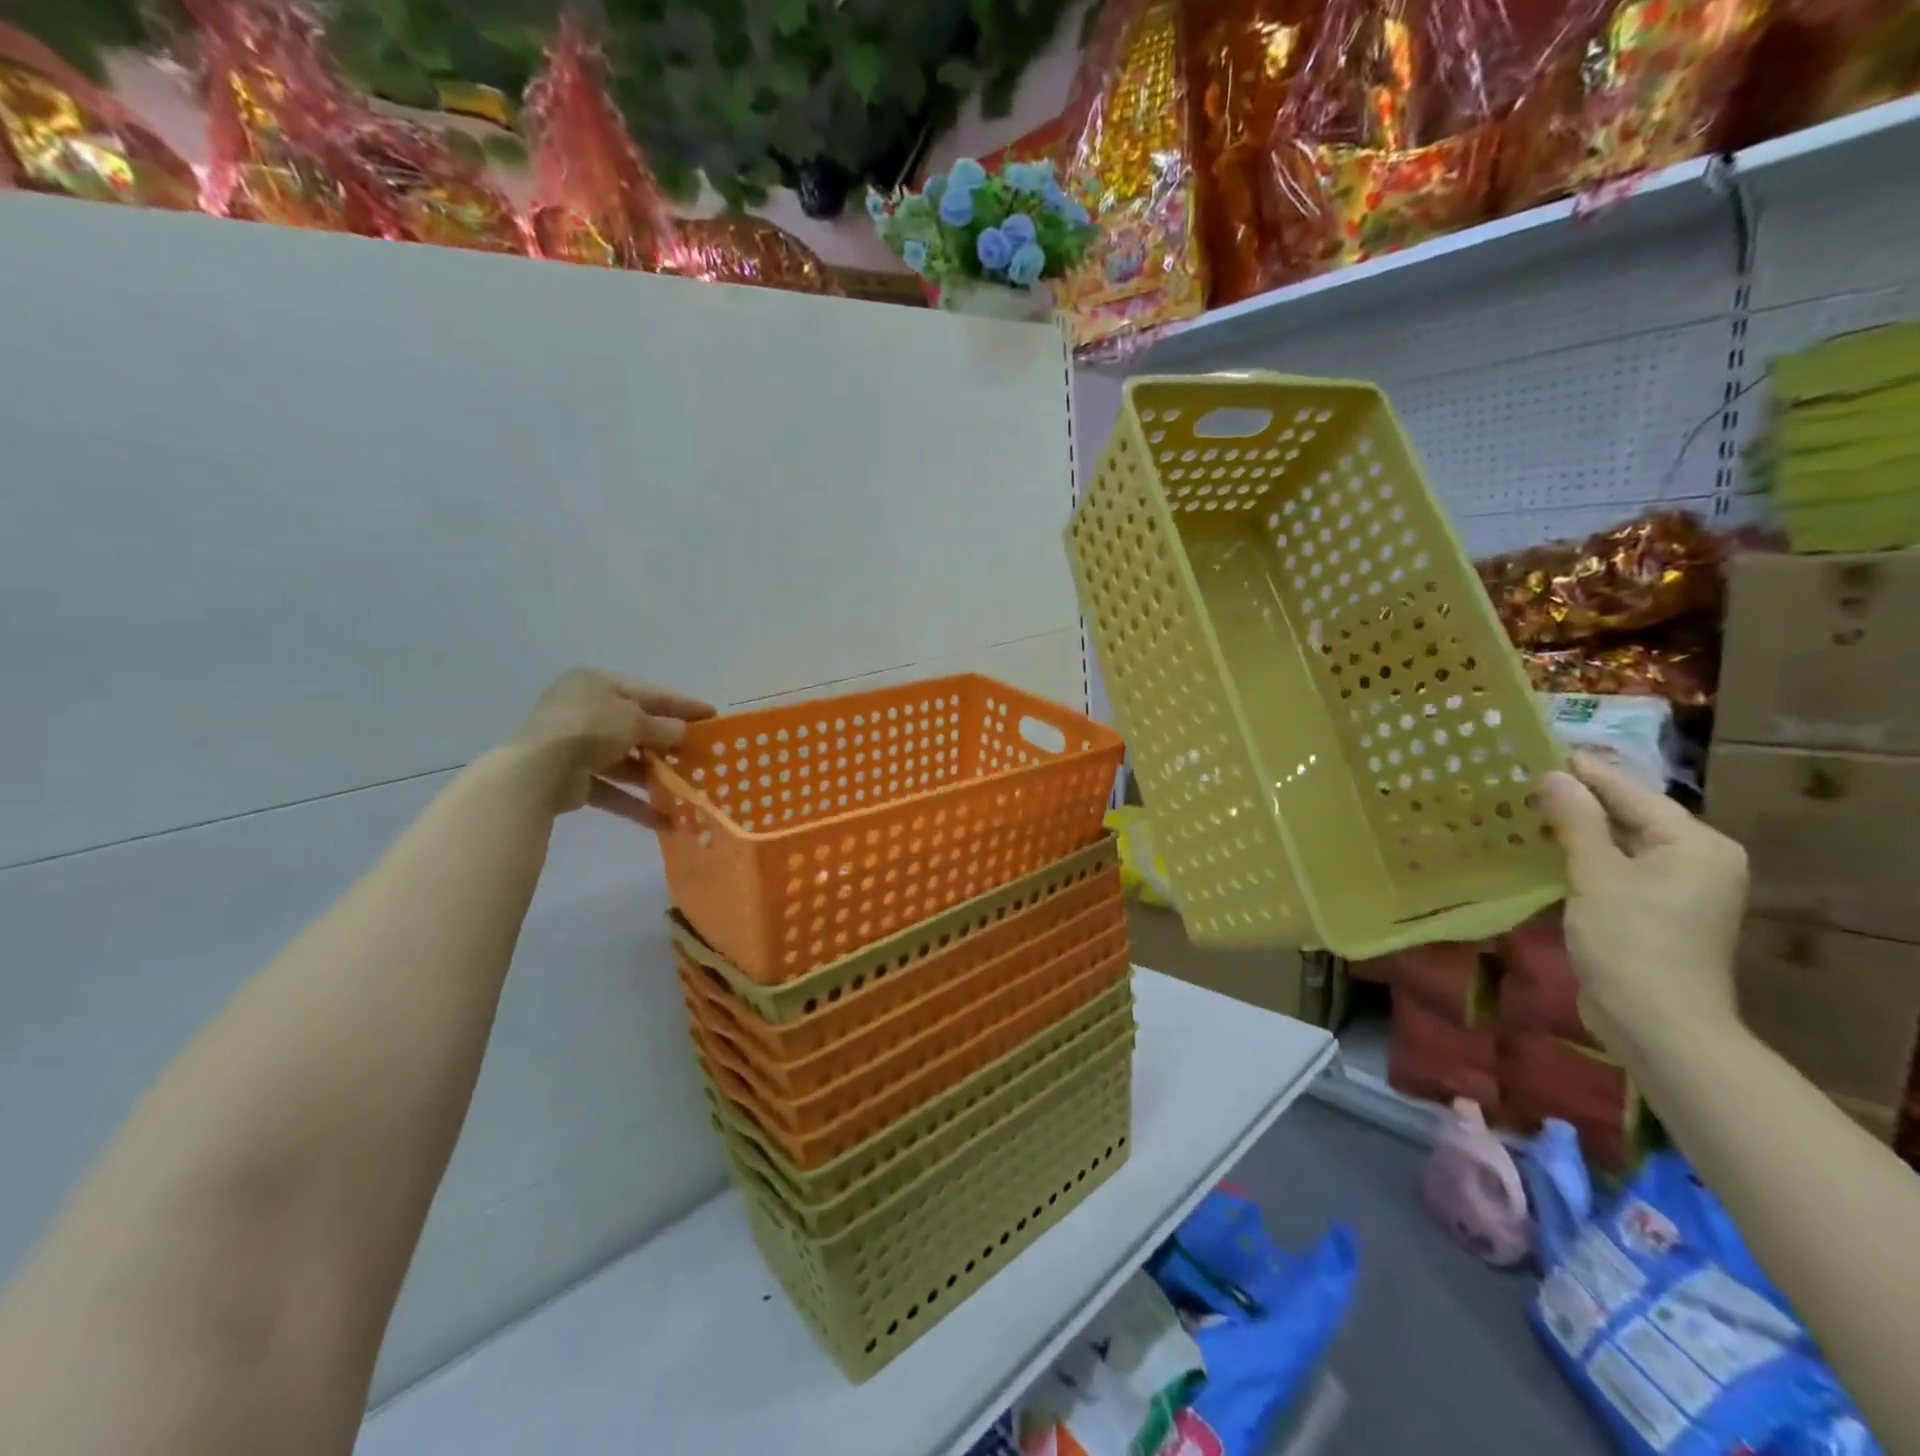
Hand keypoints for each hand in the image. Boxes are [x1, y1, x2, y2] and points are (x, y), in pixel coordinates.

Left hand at [508, 668, 714, 826]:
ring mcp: (576, 745)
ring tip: (686, 788)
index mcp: (597, 684)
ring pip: (625, 760)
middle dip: (668, 744)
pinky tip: (663, 819)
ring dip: (654, 776)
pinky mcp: (572, 778)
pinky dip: (634, 802)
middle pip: (637, 726)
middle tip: (701, 755)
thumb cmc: (590, 729)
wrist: (536, 771)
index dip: (683, 704)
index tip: (712, 716)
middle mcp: (586, 710)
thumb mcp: (634, 721)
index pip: (650, 692)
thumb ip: (662, 727)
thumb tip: (682, 733)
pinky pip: (611, 788)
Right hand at [1536, 753, 1748, 1055]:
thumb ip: (1577, 820)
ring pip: (1619, 844)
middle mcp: (1696, 860)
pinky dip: (1580, 859)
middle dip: (1576, 801)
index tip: (1537, 749)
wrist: (1657, 1022)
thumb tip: (1553, 775)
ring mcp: (1678, 889)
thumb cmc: (1631, 940)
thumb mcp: (1597, 874)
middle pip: (1629, 816)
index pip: (1631, 793)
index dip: (1583, 772)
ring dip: (1574, 830)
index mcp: (1695, 844)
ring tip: (1523, 810)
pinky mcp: (1655, 912)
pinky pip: (1615, 870)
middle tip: (1521, 780)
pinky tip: (1541, 852)